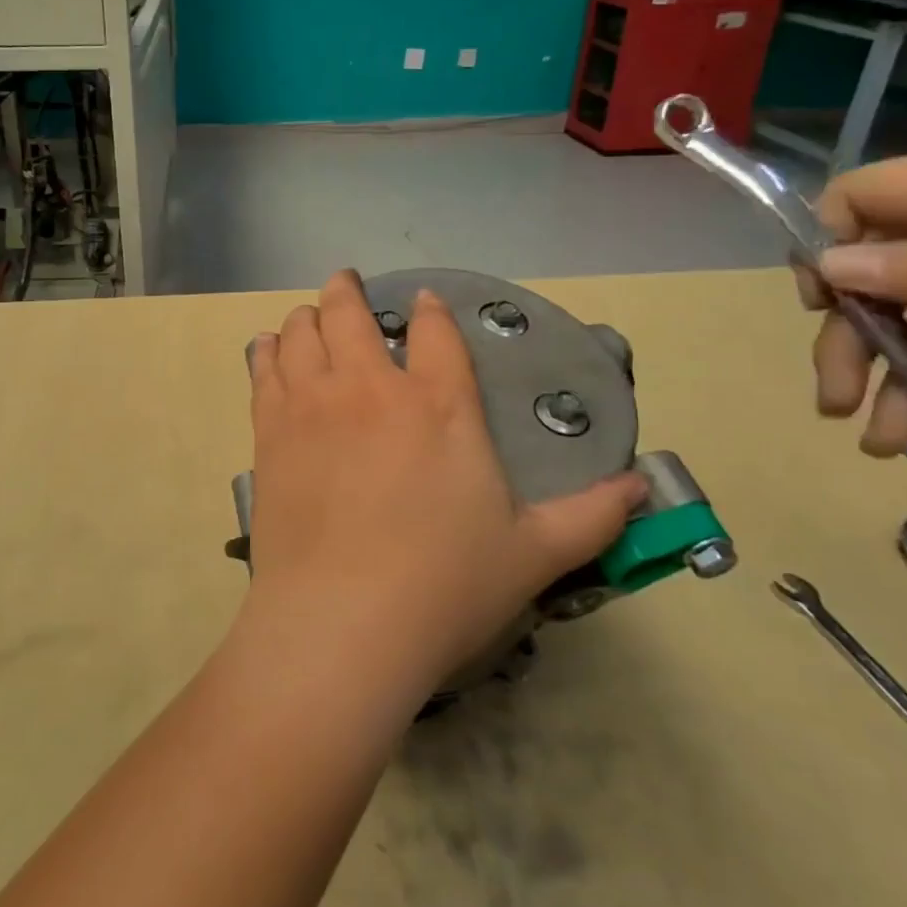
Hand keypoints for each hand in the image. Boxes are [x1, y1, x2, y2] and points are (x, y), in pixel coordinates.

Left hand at [243, 271, 642, 706]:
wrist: (341, 622)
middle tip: (347, 283)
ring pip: (301, 332)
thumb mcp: (534, 554)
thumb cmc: (444, 586)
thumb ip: (591, 516)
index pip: (434, 333)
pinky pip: (264, 370)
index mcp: (439, 406)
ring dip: (307, 317)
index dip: (429, 310)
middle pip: (350, 313)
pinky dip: (266, 351)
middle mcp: (371, 388)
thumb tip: (643, 487)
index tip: (423, 301)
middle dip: (348, 291)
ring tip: (309, 316)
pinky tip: (267, 347)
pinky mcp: (271, 431)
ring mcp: (313, 404)